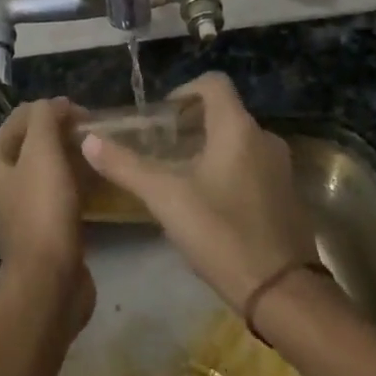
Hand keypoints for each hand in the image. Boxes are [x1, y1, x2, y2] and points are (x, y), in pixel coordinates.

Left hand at [0, 99, 94, 331]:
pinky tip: (102, 181)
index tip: (85, 115)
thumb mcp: (43, 152)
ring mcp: (25, 206)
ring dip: (75, 156)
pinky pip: (64, 192)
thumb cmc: (43, 211)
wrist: (49, 283)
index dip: (52, 109)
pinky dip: (80, 182)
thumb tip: (57, 105)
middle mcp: (4, 181)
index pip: (22, 117)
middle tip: (95, 134)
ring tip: (101, 154)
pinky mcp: (47, 227)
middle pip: (37, 141)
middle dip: (65, 132)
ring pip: (52, 167)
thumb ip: (46, 118)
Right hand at [82, 72, 316, 313]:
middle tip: (161, 149)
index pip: (213, 83)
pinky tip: (208, 204)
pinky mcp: (287, 195)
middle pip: (224, 113)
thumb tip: (89, 139)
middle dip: (191, 124)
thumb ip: (125, 166)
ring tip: (179, 177)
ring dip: (208, 148)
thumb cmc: (220, 233)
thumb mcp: (165, 198)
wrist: (281, 292)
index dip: (184, 91)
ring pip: (238, 141)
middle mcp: (264, 138)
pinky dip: (229, 170)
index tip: (161, 118)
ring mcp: (280, 167)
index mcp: (238, 128)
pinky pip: (253, 166)